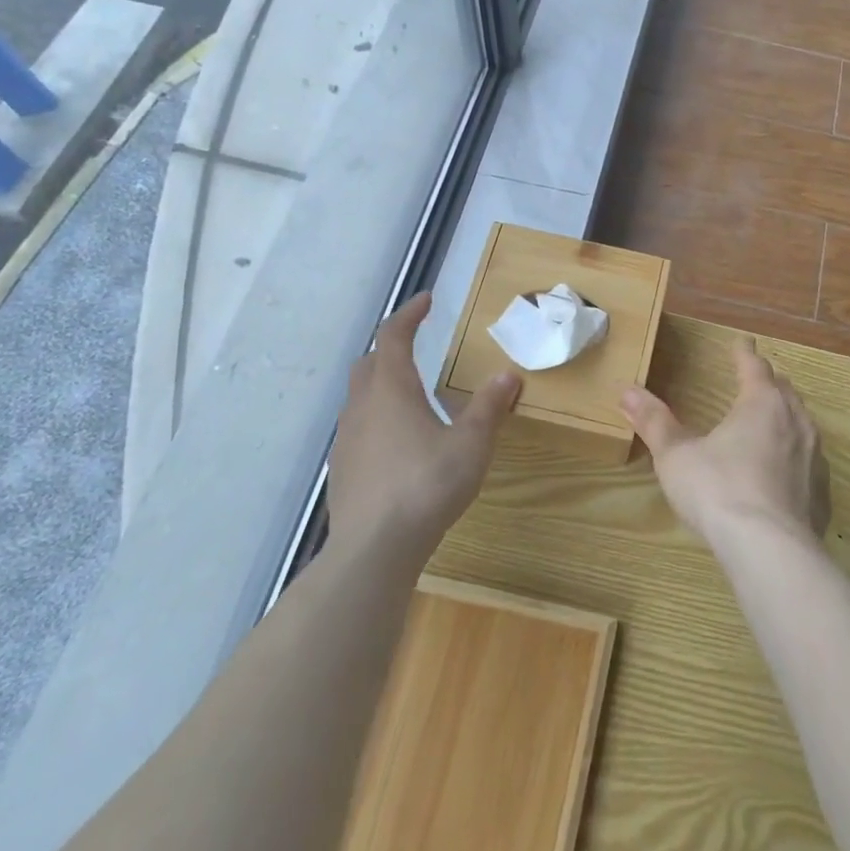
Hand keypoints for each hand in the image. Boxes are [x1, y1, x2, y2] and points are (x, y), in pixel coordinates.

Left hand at [326, 292, 520, 563]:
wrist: (373, 549)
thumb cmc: (426, 485)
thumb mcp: (470, 444)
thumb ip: (489, 407)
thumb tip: (508, 374)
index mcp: (391, 389)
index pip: (394, 336)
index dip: (409, 314)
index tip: (427, 301)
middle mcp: (362, 406)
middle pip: (370, 363)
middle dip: (391, 347)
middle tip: (416, 345)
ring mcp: (346, 439)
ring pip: (359, 397)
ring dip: (381, 384)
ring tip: (411, 396)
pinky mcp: (341, 469)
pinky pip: (357, 428)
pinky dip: (376, 418)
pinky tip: (397, 442)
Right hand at [620, 337, 829, 550]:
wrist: (770, 551)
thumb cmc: (718, 490)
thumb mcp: (676, 456)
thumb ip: (655, 422)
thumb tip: (627, 391)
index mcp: (761, 403)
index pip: (754, 366)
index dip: (744, 352)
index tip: (741, 342)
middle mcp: (795, 422)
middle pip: (784, 390)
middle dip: (768, 382)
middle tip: (755, 380)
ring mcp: (814, 458)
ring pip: (802, 424)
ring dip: (786, 417)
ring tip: (771, 422)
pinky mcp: (822, 494)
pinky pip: (810, 462)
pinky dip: (796, 457)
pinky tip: (784, 473)